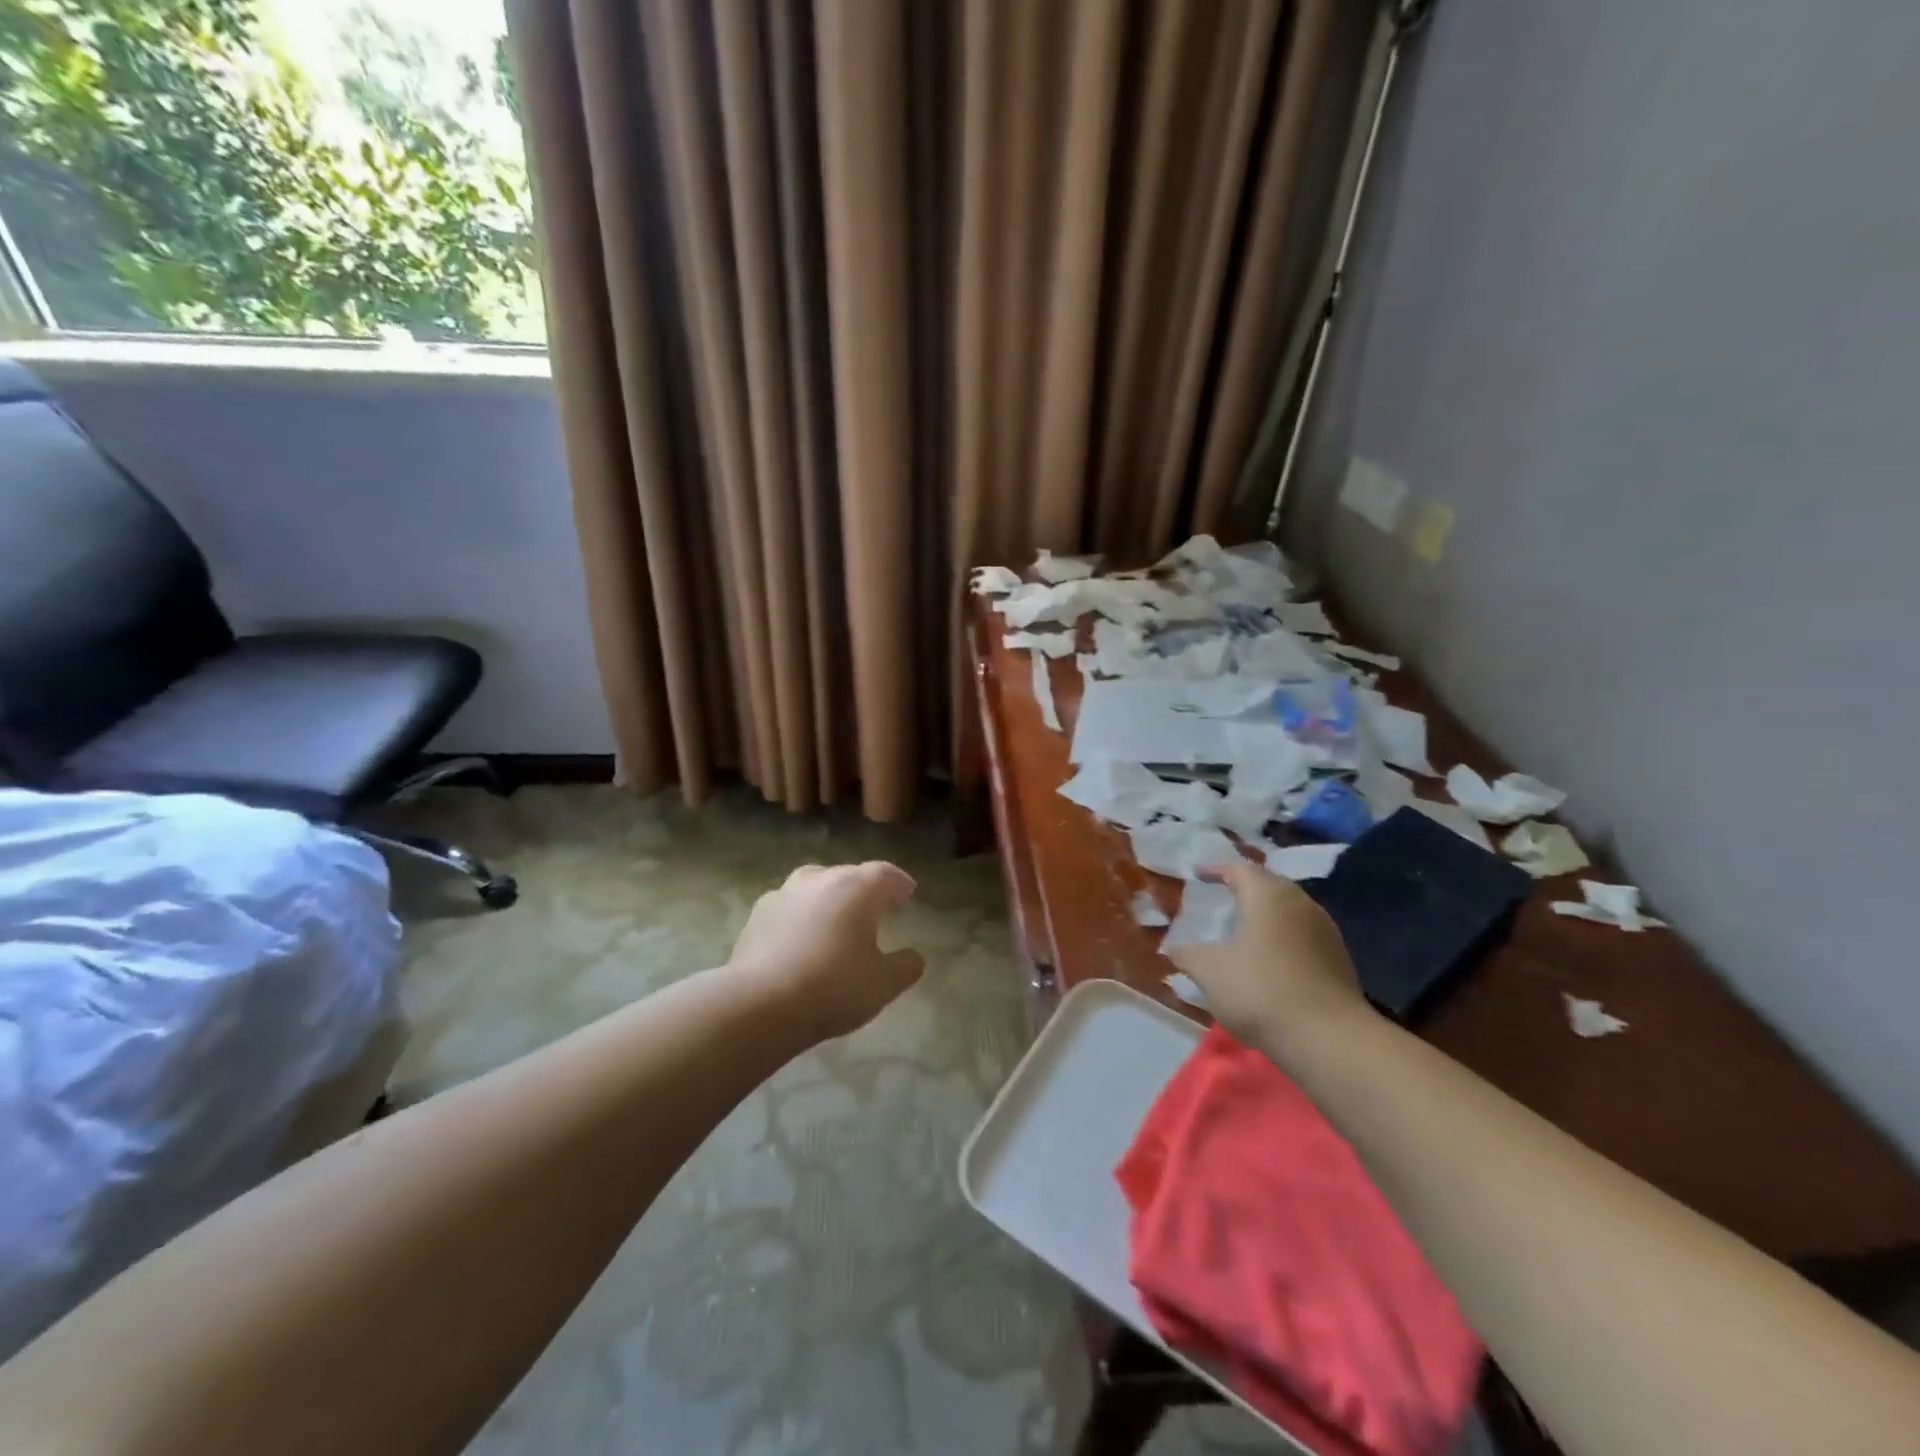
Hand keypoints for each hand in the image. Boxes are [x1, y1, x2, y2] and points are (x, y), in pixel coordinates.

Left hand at [728, 861, 925, 1041]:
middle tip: (876, 908)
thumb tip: (914, 957)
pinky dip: (801, 916)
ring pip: (815, 886)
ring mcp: (784, 893)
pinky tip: (802, 938)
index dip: (899, 883)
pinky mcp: (757, 914)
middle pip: (849, 875)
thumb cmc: (832, 987)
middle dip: (865, 889)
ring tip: (836, 920)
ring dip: (830, 898)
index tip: (907, 893)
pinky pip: (790, 907)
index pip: (885, 874)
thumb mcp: (883, 984)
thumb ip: (905, 967)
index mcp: (856, 888)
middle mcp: (820, 879)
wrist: (759, 1004)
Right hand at [1168, 860, 1368, 1056]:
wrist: (1328, 1039)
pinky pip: (1302, 935)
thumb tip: (1172, 947)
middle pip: (1268, 885)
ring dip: (1265, 915)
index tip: (1197, 875)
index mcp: (1268, 895)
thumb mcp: (1208, 971)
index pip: (1239, 869)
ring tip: (1243, 930)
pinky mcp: (1339, 959)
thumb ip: (1186, 954)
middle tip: (1221, 898)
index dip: (1215, 870)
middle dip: (1243, 889)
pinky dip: (1282, 938)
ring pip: (1289, 911)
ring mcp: (1325, 931)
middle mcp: (1300, 903)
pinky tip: (1269, 960)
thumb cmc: (1260, 990)